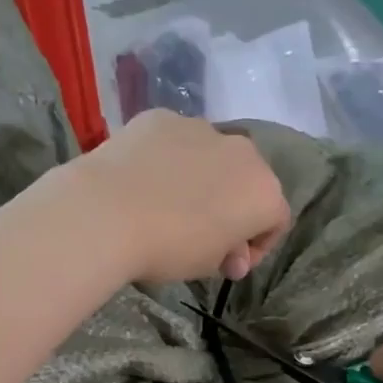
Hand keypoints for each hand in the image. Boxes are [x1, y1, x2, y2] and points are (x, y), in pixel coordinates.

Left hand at [64, 111, 291, 283]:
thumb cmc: (170, 247)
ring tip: (170, 205)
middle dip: (233, 207)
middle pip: (247, 181)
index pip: (276, 221)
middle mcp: (242, 151)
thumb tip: (232, 255)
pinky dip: (169, 160)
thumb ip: (229, 255)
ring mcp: (201, 127)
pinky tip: (144, 182)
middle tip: (204, 236)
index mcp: (263, 191)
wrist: (107, 213)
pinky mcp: (161, 117)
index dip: (257, 246)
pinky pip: (175, 142)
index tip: (231, 264)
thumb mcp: (208, 265)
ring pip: (212, 157)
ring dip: (202, 180)